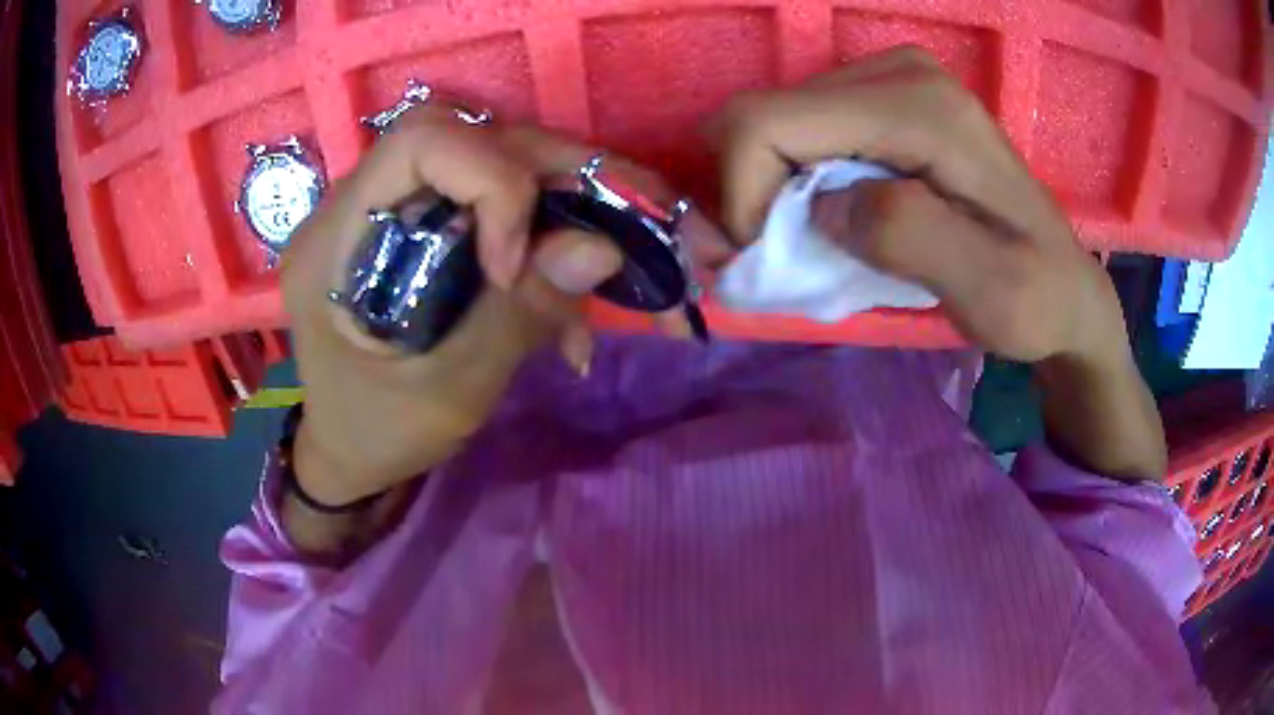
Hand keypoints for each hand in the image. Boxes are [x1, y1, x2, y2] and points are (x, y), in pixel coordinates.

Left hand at [283, 108, 634, 507]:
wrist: (343, 451)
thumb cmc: (377, 434)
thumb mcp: (445, 394)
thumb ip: (516, 315)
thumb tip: (603, 247)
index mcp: (338, 236)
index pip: (423, 143)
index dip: (493, 184)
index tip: (515, 267)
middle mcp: (363, 200)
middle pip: (476, 141)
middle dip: (567, 178)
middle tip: (642, 225)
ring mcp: (394, 207)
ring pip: (498, 163)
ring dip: (571, 205)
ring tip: (623, 260)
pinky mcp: (421, 225)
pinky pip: (496, 204)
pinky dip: (549, 243)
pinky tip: (572, 312)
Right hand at [711, 46, 1124, 365]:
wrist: (1067, 286)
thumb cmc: (1035, 297)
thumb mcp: (989, 289)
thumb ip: (908, 235)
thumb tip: (822, 205)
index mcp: (921, 109)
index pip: (770, 120)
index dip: (743, 193)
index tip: (767, 256)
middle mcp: (899, 73)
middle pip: (765, 113)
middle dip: (754, 190)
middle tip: (788, 252)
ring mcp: (893, 77)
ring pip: (776, 119)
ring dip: (774, 186)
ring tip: (817, 237)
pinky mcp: (887, 95)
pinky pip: (804, 126)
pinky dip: (797, 175)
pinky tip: (835, 210)